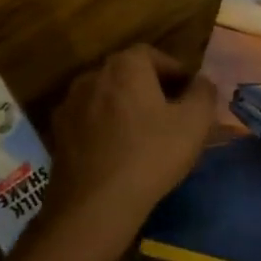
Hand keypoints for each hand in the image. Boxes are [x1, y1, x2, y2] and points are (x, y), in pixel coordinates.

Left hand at [48, 44, 216, 250]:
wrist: (94, 206)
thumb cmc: (151, 155)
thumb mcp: (195, 122)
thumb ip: (204, 92)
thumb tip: (202, 82)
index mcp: (125, 66)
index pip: (154, 55)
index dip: (175, 72)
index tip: (190, 95)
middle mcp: (92, 76)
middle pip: (128, 74)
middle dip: (151, 89)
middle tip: (172, 114)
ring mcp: (69, 105)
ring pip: (107, 98)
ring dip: (126, 108)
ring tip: (145, 135)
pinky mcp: (57, 134)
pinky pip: (89, 121)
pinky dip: (105, 128)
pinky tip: (119, 153)